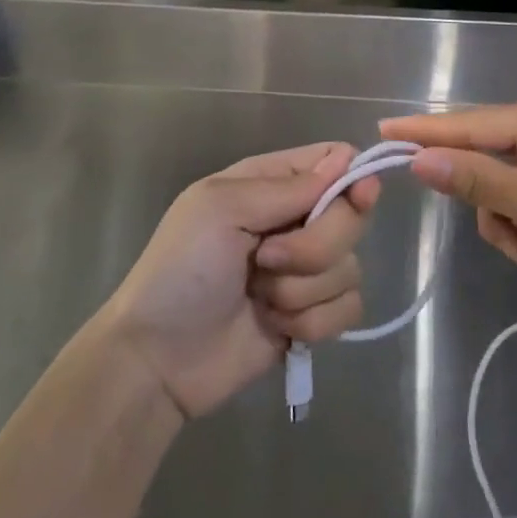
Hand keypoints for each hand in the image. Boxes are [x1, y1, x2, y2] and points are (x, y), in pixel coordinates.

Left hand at [101, 143, 377, 419]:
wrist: (158, 359)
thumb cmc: (181, 270)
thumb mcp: (221, 209)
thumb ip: (288, 187)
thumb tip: (348, 158)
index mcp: (272, 184)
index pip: (336, 160)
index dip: (353, 177)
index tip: (357, 198)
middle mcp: (295, 220)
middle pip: (352, 216)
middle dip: (314, 246)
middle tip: (266, 259)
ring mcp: (306, 270)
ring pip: (350, 267)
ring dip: (303, 290)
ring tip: (260, 298)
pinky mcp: (312, 315)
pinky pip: (348, 309)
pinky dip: (312, 322)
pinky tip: (276, 327)